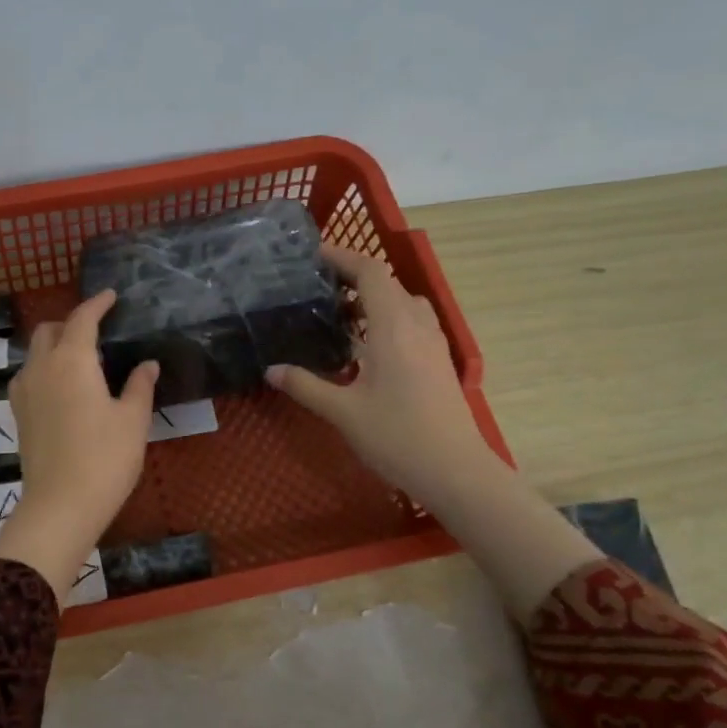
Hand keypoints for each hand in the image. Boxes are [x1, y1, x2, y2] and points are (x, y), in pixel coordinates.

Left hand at [0, 290, 159, 598]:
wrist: (60, 505)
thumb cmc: (105, 458)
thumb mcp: (133, 420)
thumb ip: (140, 386)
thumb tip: (147, 364)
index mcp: (72, 360)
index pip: (82, 319)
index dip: (97, 304)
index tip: (110, 296)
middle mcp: (41, 367)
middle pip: (49, 330)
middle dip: (71, 323)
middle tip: (96, 330)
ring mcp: (24, 391)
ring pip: (34, 353)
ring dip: (54, 345)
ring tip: (80, 359)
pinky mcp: (18, 415)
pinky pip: (29, 376)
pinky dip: (44, 368)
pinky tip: (62, 387)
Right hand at [270, 245, 598, 623]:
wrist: (455, 471)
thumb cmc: (397, 436)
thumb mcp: (342, 411)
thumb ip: (305, 386)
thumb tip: (271, 370)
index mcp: (393, 327)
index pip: (371, 272)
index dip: (343, 256)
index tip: (312, 256)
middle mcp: (417, 326)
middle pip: (387, 283)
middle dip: (353, 276)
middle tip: (316, 287)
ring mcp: (433, 343)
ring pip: (403, 302)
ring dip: (372, 297)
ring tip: (337, 313)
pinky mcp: (438, 361)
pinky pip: (411, 322)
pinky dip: (386, 317)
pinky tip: (364, 345)